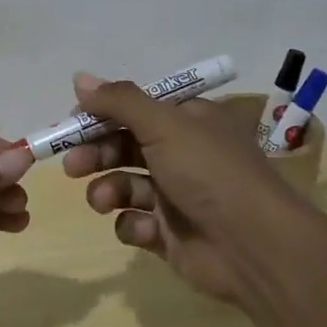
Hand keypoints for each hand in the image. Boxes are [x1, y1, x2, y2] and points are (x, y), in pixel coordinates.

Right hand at [60, 73, 298, 303]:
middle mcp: (182, 154)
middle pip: (124, 146)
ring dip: (108, 190)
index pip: (136, 109)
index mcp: (188, 121)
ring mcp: (176, 196)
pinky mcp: (169, 234)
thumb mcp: (164, 124)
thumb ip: (119, 102)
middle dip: (96, 154)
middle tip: (72, 165)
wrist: (253, 248)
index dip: (103, 114)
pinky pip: (135, 223)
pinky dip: (132, 225)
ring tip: (103, 200)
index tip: (73, 121)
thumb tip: (78, 77)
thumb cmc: (209, 172)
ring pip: (124, 185)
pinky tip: (144, 228)